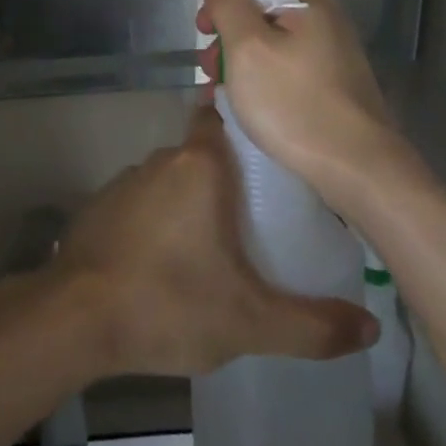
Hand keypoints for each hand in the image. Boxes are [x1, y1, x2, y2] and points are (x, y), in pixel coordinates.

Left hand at [50, 107, 379, 378]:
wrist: (75, 318)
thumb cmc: (169, 302)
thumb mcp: (250, 322)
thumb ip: (312, 325)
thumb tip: (370, 327)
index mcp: (198, 165)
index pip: (220, 118)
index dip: (243, 128)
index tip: (269, 154)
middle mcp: (160, 160)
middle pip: (201, 154)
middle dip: (227, 178)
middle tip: (259, 216)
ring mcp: (124, 182)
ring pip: (170, 181)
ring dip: (191, 203)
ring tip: (218, 244)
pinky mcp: (99, 208)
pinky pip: (141, 204)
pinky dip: (158, 221)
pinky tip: (169, 261)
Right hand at [197, 0, 406, 209]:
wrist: (358, 171)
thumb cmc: (294, 103)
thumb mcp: (247, 46)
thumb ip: (228, 1)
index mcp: (309, 3)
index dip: (221, 2)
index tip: (201, 32)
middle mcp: (328, 22)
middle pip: (263, 16)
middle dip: (229, 38)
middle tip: (209, 70)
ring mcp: (336, 58)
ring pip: (274, 48)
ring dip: (242, 64)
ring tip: (222, 93)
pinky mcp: (338, 90)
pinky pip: (289, 73)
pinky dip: (265, 83)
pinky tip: (251, 107)